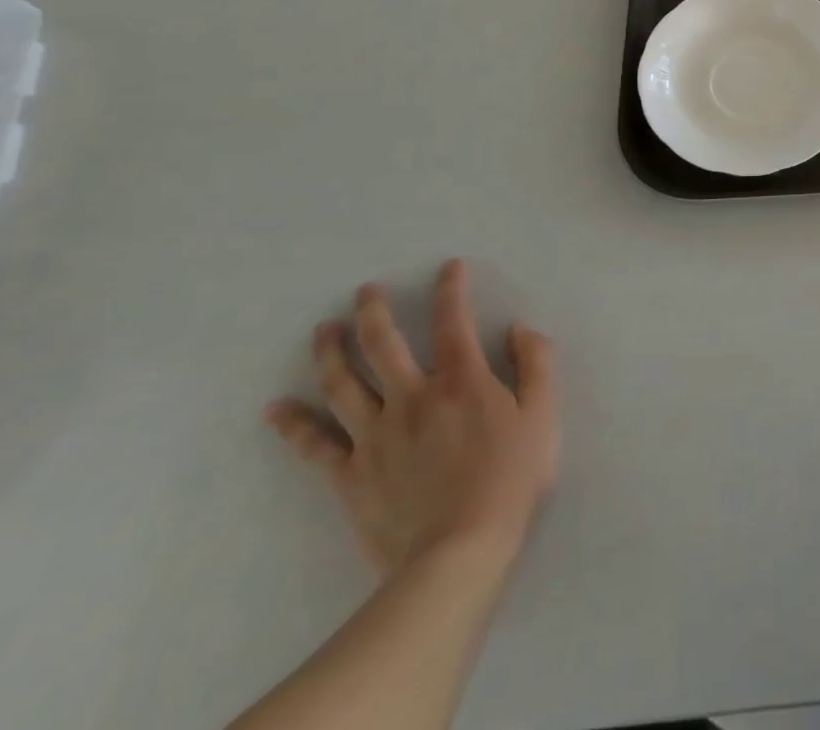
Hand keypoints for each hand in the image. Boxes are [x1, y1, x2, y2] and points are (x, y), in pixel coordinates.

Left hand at [266, 259, 560, 578]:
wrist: (458, 552)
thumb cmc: (510, 478)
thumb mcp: (544, 414)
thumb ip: (536, 364)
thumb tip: (519, 329)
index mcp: (461, 380)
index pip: (454, 320)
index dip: (451, 288)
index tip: (448, 267)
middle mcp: (412, 396)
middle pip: (384, 345)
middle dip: (373, 312)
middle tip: (365, 290)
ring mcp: (375, 436)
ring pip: (343, 385)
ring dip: (331, 353)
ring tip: (323, 329)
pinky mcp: (350, 474)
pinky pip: (315, 445)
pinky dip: (293, 425)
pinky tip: (275, 410)